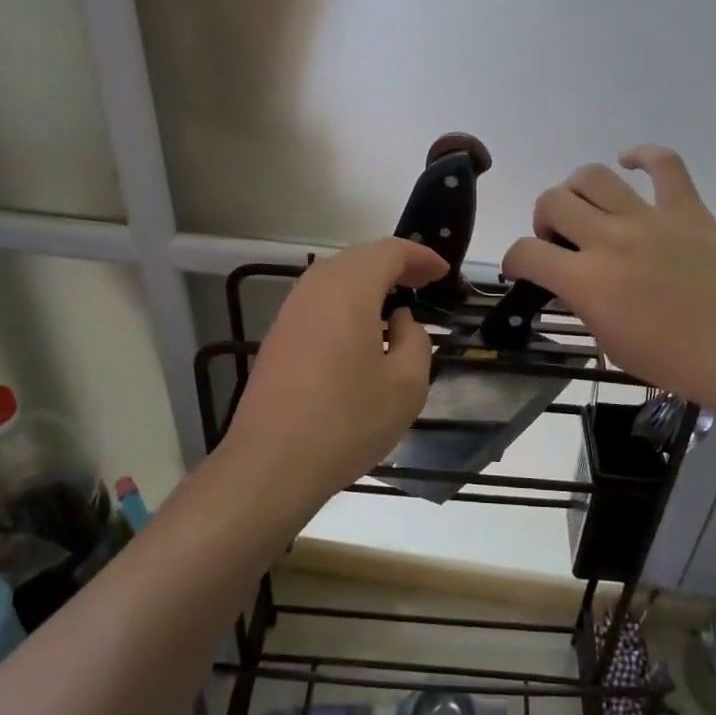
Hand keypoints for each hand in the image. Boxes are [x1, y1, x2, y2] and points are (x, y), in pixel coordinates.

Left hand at [223, 237, 447, 504]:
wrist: (272, 463)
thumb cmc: (347, 421)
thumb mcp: (406, 385)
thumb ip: (415, 341)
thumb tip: (399, 321)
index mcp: (349, 288)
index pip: (390, 251)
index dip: (420, 256)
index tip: (443, 272)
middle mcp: (315, 287)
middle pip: (359, 258)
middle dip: (395, 264)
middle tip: (424, 283)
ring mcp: (290, 310)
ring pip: (335, 277)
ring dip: (368, 282)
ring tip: (395, 304)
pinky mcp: (278, 335)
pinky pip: (319, 301)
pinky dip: (346, 301)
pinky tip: (360, 331)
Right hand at [501, 145, 715, 422]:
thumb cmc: (675, 362)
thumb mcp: (610, 342)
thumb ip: (582, 304)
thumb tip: (569, 282)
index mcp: (588, 281)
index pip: (526, 252)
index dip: (514, 259)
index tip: (522, 268)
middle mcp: (611, 239)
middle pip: (553, 201)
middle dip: (543, 219)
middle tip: (560, 240)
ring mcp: (650, 218)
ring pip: (593, 176)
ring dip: (577, 190)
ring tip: (587, 209)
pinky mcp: (687, 208)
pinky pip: (663, 163)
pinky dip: (642, 155)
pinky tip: (630, 162)